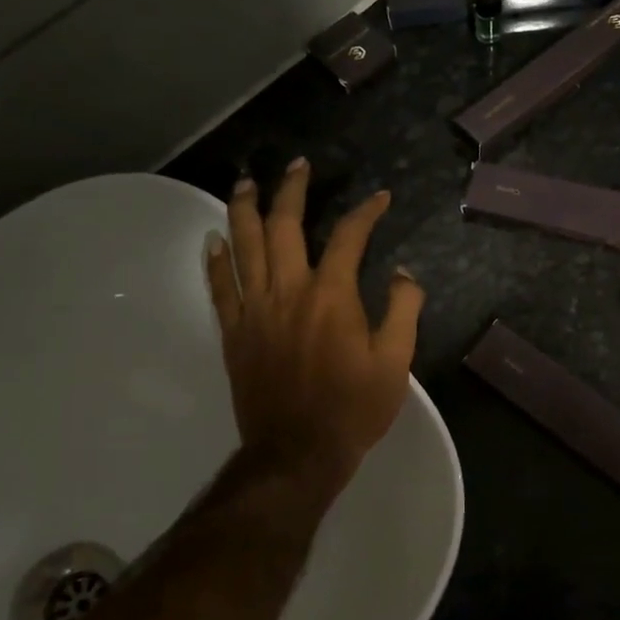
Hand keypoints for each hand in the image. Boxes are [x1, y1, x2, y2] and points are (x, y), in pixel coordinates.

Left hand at [205, 158, 423, 484]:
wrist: (298, 452)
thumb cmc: (353, 408)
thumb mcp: (396, 362)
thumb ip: (403, 310)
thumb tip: (405, 272)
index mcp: (331, 296)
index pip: (349, 237)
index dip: (366, 212)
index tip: (380, 198)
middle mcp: (288, 291)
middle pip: (284, 226)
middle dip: (292, 190)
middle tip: (298, 166)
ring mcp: (255, 310)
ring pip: (244, 246)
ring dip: (244, 209)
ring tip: (245, 182)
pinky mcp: (234, 332)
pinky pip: (219, 287)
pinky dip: (215, 260)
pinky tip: (214, 239)